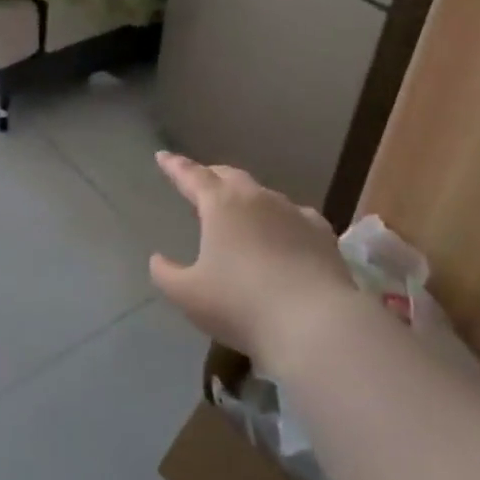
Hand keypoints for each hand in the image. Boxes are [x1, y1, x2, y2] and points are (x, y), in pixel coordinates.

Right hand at [149, 152, 362, 365]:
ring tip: (241, 210)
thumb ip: (166, 274)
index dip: (175, 166)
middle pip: (229, 176)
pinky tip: (286, 232)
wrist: (314, 323)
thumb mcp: (188, 294)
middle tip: (200, 181)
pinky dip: (283, 219)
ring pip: (264, 194)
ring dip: (247, 198)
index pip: (191, 176)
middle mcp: (256, 198)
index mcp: (220, 204)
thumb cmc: (240, 304)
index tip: (163, 156)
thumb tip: (157, 259)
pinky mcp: (322, 233)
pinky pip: (296, 216)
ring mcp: (293, 212)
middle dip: (211, 176)